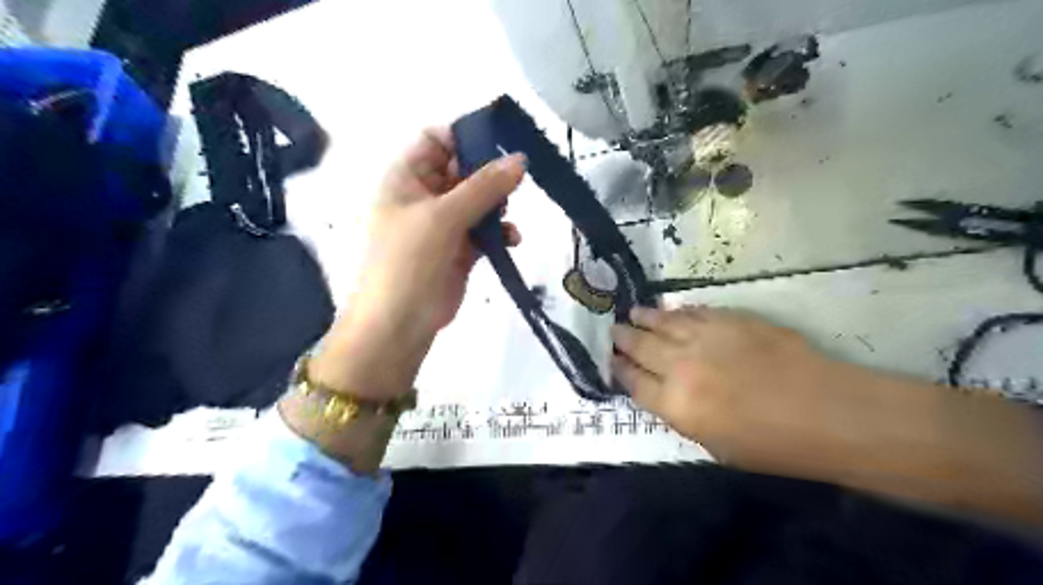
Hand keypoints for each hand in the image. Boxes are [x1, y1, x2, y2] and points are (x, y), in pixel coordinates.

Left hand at [307, 127, 521, 399]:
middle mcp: (425, 196)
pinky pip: (485, 230)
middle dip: (490, 173)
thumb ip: (484, 186)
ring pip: (478, 200)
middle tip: (516, 180)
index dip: (465, 136)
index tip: (501, 142)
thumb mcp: (444, 216)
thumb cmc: (409, 260)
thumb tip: (520, 159)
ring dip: (497, 204)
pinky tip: (511, 239)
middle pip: (463, 169)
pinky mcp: (461, 248)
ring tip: (507, 214)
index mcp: (406, 178)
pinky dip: (499, 231)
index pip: (436, 139)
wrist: (400, 323)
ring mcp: (443, 224)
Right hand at [614, 305, 863, 474]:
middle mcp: (681, 367)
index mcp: (676, 405)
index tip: (611, 361)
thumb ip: (682, 415)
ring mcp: (705, 338)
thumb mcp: (714, 446)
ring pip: (663, 323)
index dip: (619, 370)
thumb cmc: (773, 445)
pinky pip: (694, 313)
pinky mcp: (730, 320)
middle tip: (613, 331)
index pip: (633, 382)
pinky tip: (672, 311)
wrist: (826, 412)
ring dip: (644, 318)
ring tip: (632, 313)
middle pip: (641, 347)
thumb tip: (665, 392)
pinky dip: (678, 312)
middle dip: (623, 339)